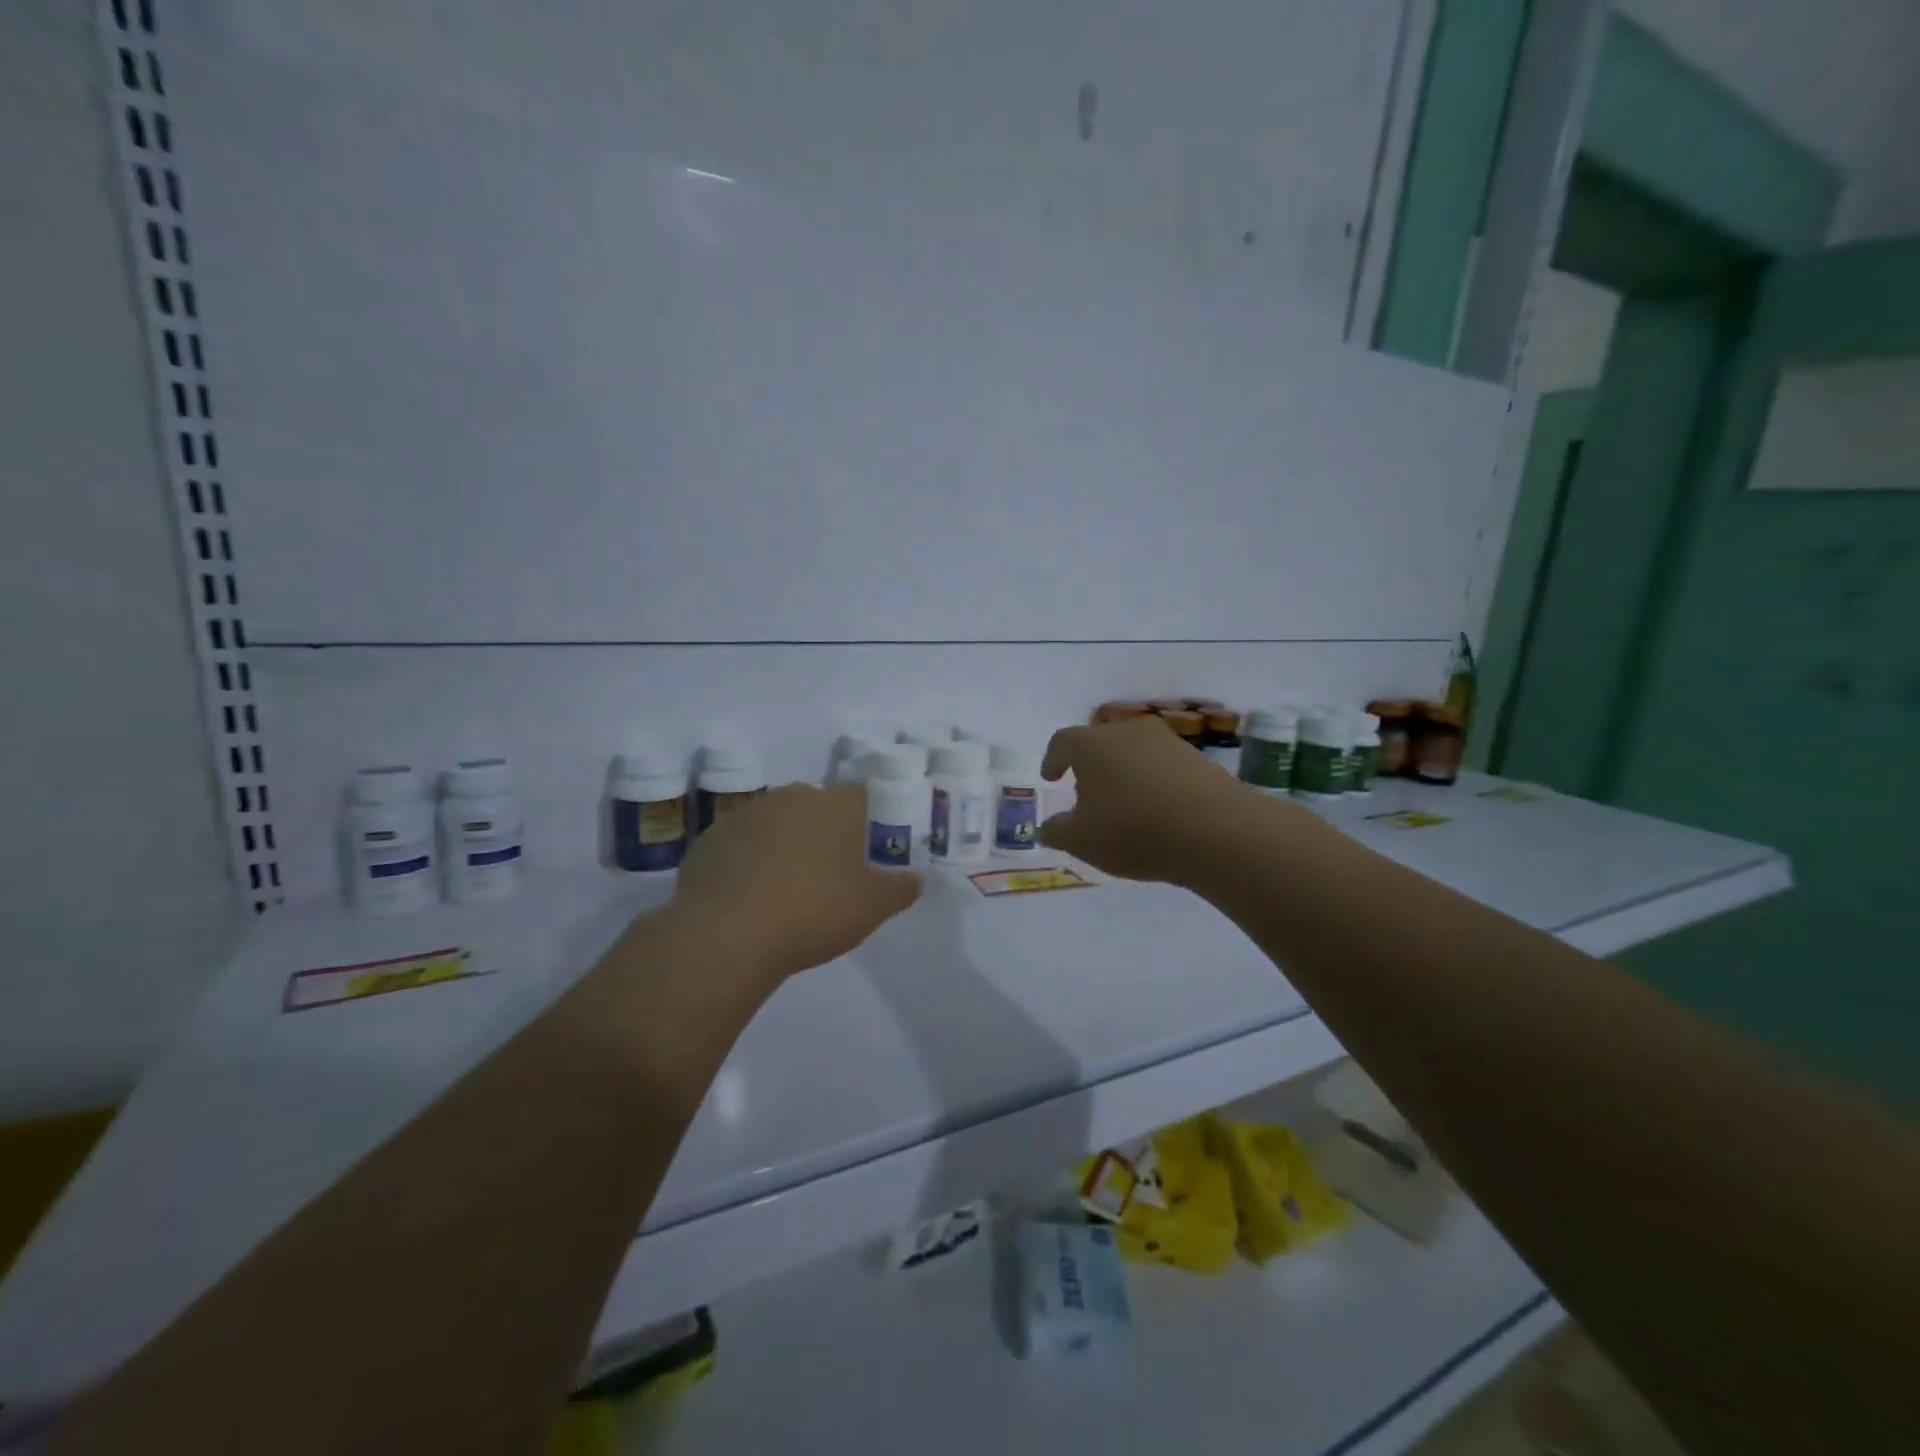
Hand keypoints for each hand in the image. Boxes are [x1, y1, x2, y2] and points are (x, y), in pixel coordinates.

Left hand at [672, 782, 921, 982]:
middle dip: (825, 832)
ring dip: (785, 844)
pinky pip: (741, 845)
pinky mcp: (710, 840)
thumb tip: (916, 879)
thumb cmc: (812, 912)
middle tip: (831, 873)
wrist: (725, 936)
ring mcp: (745, 815)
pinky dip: (749, 862)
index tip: (870, 852)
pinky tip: (750, 897)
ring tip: (786, 888)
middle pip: (817, 807)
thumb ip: (900, 889)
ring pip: (776, 823)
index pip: (862, 797)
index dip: (869, 822)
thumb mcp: (871, 907)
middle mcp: (790, 798)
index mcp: (834, 804)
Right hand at [1037, 717, 1251, 883]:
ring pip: (1132, 752)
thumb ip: (1057, 831)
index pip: (1062, 742)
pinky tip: (1158, 810)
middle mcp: (1126, 731)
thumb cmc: (1133, 830)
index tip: (1051, 777)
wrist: (1216, 830)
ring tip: (1124, 806)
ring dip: (1123, 773)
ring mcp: (1165, 740)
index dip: (1052, 759)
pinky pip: (1162, 765)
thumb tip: (1046, 827)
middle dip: (1089, 767)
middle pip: (1099, 743)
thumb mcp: (1082, 841)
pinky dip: (1152, 781)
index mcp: (1090, 745)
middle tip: (1086, 796)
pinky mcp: (1196, 757)